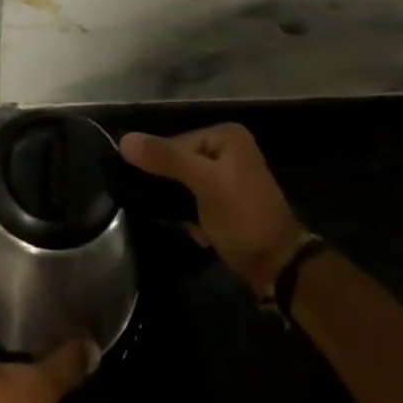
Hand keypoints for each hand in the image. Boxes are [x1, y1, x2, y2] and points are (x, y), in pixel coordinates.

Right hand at [119, 123, 311, 297]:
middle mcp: (228, 149)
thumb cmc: (243, 217)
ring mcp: (228, 177)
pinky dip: (193, 218)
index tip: (154, 193)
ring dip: (182, 208)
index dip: (161, 166)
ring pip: (184, 185)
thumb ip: (166, 158)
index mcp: (225, 135)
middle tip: (174, 212)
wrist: (279, 266)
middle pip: (179, 162)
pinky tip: (201, 234)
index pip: (175, 142)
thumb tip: (124, 139)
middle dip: (173, 191)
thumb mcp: (204, 183)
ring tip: (189, 224)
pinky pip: (195, 201)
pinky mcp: (226, 202)